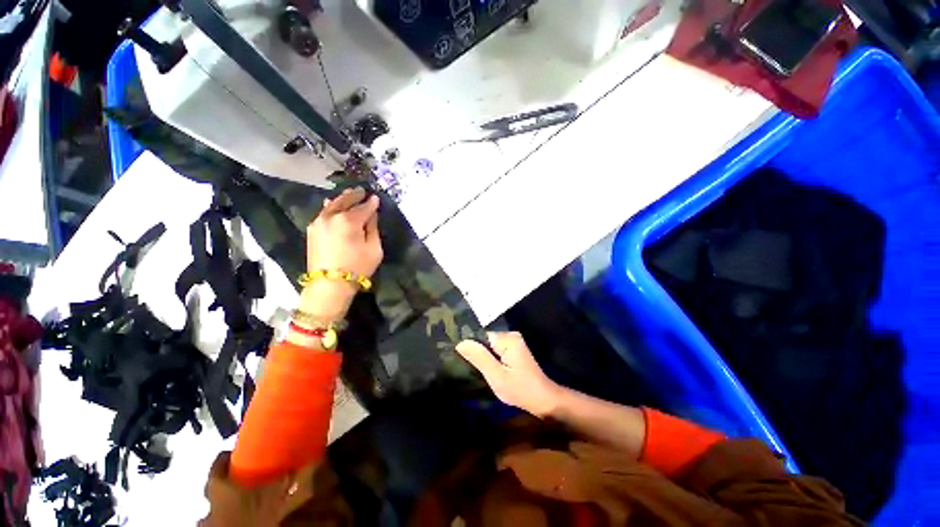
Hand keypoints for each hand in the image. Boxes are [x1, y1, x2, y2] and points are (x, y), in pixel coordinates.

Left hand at [307, 187, 382, 276]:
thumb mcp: (374, 250)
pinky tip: (332, 205)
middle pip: (346, 199)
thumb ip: (373, 227)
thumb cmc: (356, 270)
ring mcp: (320, 221)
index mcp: (349, 219)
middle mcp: (333, 215)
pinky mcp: (312, 229)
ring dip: (342, 198)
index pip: (364, 206)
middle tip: (362, 191)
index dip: (371, 202)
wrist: (328, 286)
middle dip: (355, 195)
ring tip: (349, 195)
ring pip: (332, 204)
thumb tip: (371, 213)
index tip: (375, 198)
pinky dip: (330, 207)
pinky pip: (323, 212)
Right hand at [456, 332, 561, 417]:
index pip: (479, 336)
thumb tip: (460, 342)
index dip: (469, 347)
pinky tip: (482, 372)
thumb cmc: (519, 389)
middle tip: (462, 367)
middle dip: (474, 353)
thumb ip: (479, 357)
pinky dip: (489, 362)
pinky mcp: (514, 354)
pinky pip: (495, 353)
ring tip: (469, 370)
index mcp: (508, 339)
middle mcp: (511, 337)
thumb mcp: (496, 376)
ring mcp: (514, 345)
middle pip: (484, 341)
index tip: (456, 358)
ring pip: (488, 348)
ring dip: (481, 359)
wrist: (542, 400)